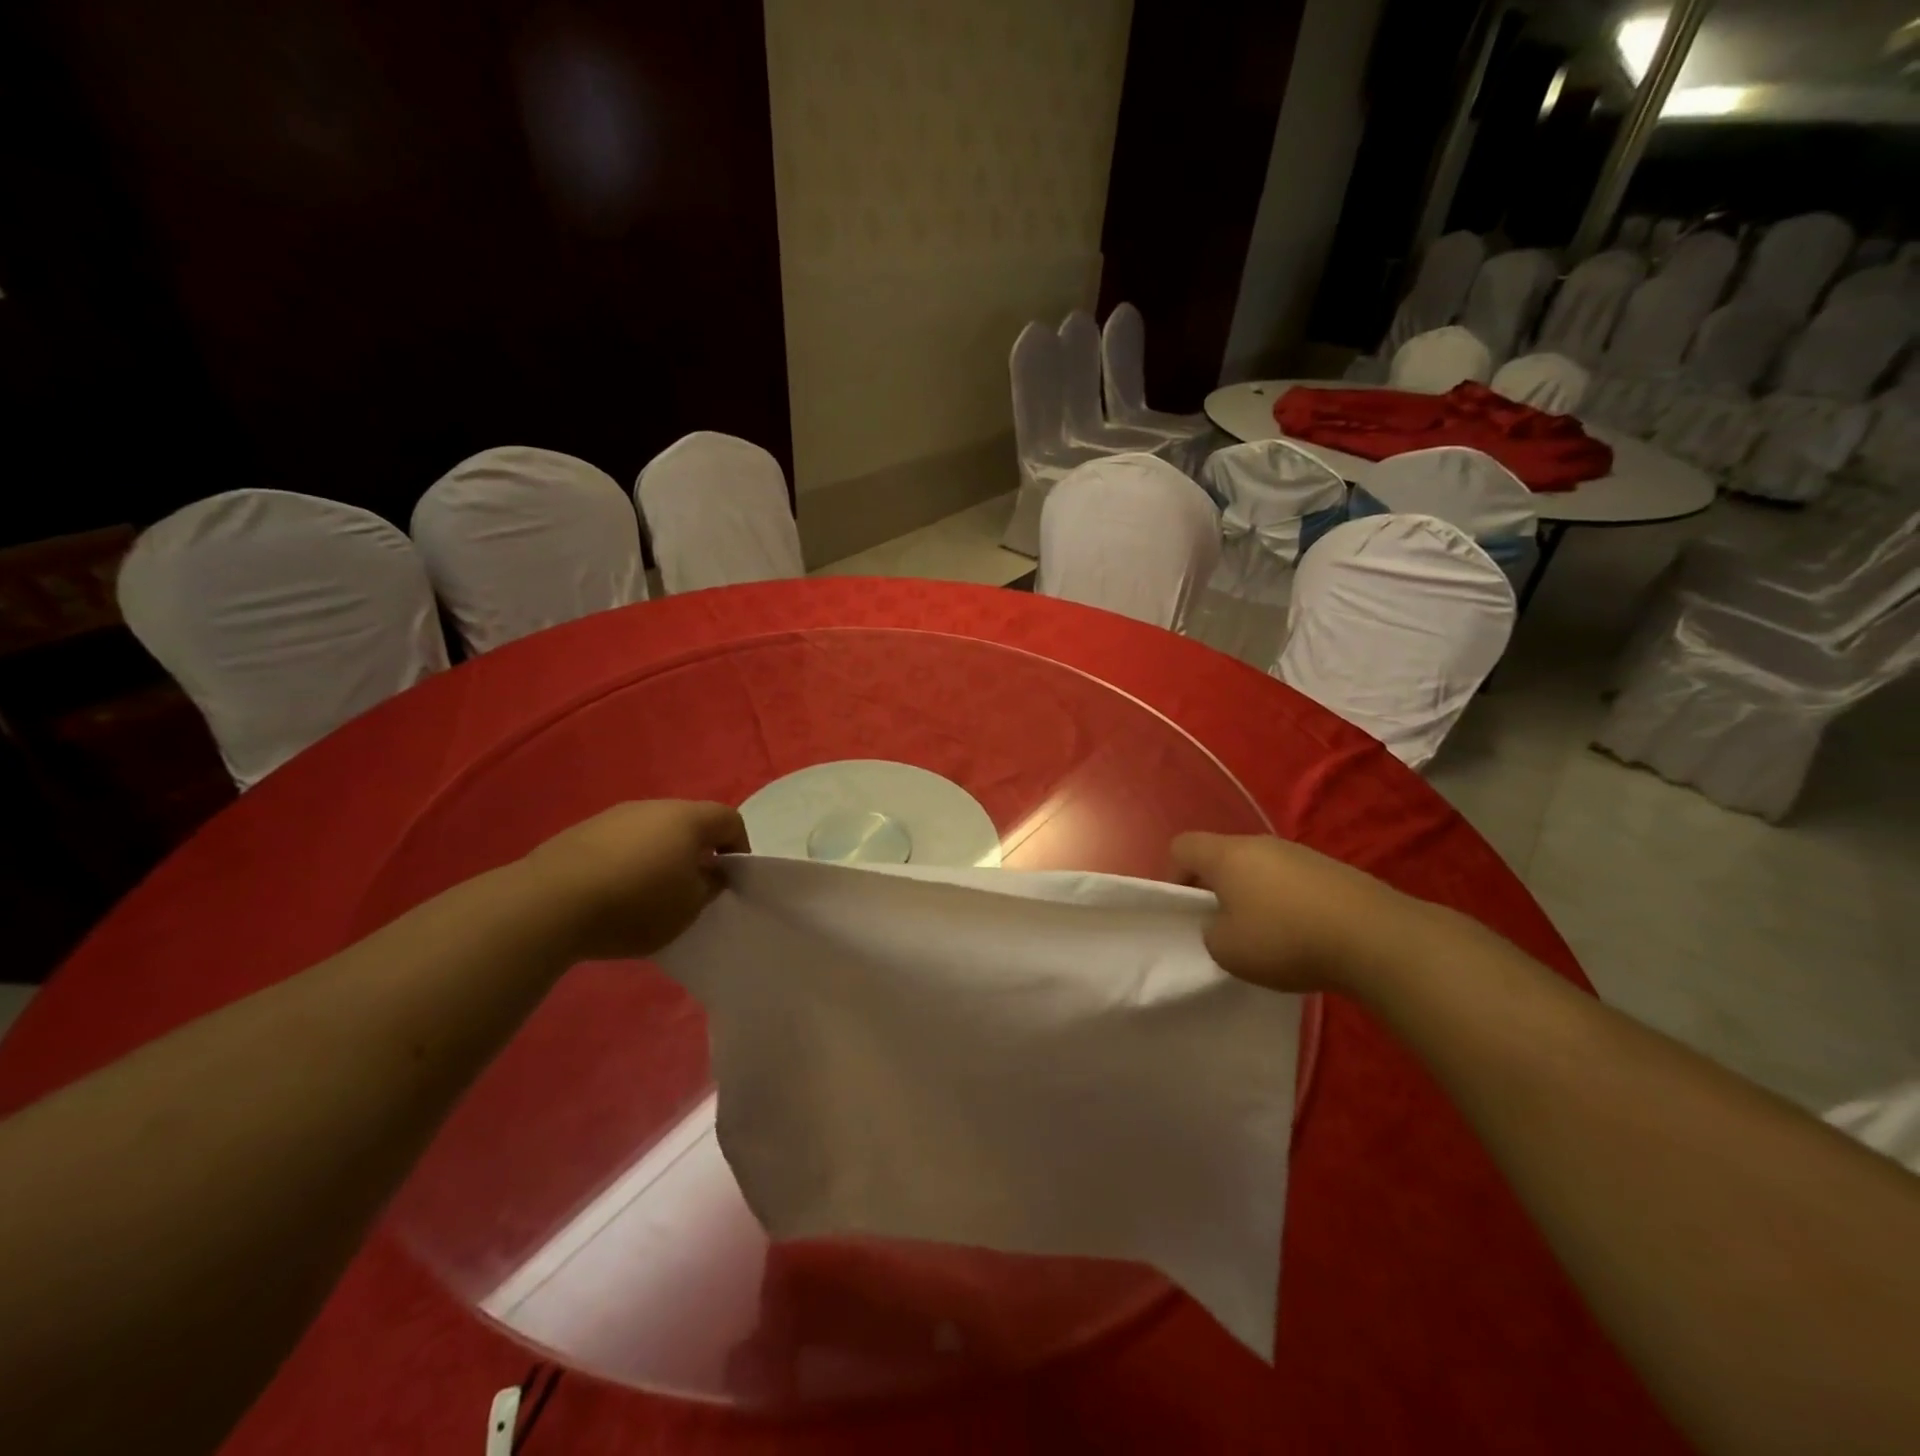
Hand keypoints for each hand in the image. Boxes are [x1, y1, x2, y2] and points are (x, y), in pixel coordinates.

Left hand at [520, 800, 749, 960]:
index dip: (739, 846)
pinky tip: (614, 892)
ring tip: (650, 892)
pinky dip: (628, 860)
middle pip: (689, 821)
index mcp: (688, 819)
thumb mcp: (689, 907)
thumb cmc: (635, 904)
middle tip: (694, 886)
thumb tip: (713, 871)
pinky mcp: (581, 832)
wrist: (548, 904)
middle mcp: (653, 806)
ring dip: (660, 854)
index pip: (729, 819)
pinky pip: (620, 842)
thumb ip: (710, 886)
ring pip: (652, 830)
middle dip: (698, 850)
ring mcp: (613, 816)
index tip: (731, 878)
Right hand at [1171, 832, 1428, 994]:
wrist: (1376, 938)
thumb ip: (1211, 933)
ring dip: (1253, 897)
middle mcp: (1261, 843)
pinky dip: (1287, 904)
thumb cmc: (1286, 939)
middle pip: (1222, 856)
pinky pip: (1292, 881)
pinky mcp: (1333, 871)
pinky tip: (1304, 937)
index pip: (1181, 846)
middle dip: (1215, 889)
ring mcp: (1301, 854)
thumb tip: (1223, 924)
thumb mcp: (1227, 951)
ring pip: (1259, 869)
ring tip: (1267, 937)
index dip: (1173, 876)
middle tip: (1223, 928)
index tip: (1186, 911)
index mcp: (1227, 855)